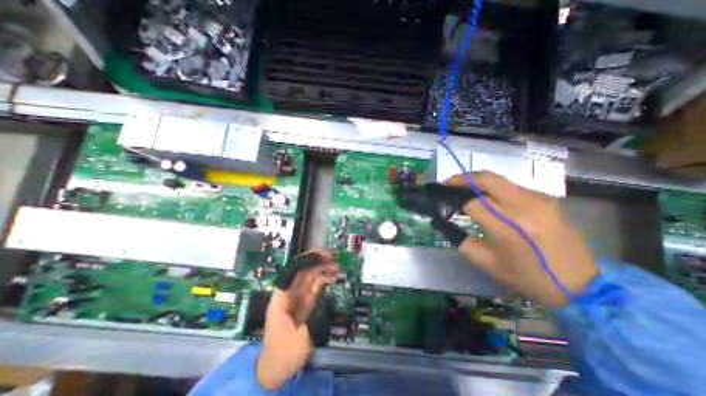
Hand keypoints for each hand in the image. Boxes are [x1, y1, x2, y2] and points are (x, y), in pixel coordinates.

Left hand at [256, 252, 338, 390]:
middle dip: (316, 261)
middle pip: (302, 272)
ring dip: (322, 268)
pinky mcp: (307, 302)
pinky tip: (334, 275)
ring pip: (311, 277)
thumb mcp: (298, 341)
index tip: (318, 254)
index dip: (304, 261)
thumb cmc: (282, 354)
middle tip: (331, 255)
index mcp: (281, 299)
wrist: (277, 367)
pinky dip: (325, 279)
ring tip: (336, 263)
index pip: (291, 273)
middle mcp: (290, 293)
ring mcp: (299, 297)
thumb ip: (312, 321)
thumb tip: (325, 304)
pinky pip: (316, 286)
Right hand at [446, 172, 593, 307]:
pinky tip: (485, 195)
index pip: (473, 203)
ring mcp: (539, 200)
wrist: (580, 284)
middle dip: (462, 178)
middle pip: (486, 179)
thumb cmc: (526, 277)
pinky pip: (511, 185)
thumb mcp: (485, 262)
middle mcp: (526, 208)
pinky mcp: (546, 199)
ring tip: (462, 187)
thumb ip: (460, 239)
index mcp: (509, 229)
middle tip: (447, 183)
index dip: (454, 199)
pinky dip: (492, 186)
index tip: (443, 200)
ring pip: (498, 179)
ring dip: (476, 180)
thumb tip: (445, 220)